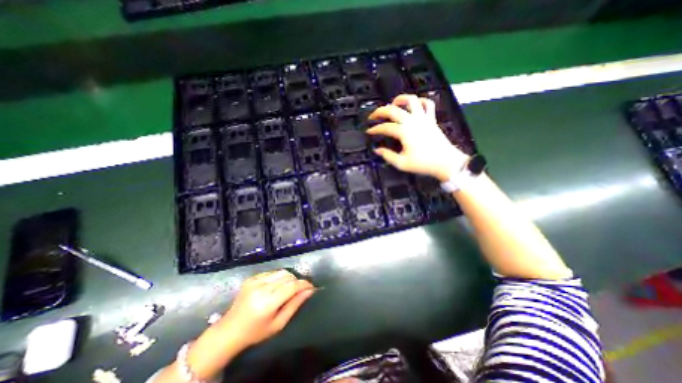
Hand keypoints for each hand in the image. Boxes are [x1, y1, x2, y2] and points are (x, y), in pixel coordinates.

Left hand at [214, 270, 314, 349]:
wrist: (229, 330)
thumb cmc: (256, 332)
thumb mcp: (279, 324)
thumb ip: (295, 305)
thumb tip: (310, 291)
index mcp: (267, 303)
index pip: (292, 286)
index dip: (304, 284)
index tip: (312, 286)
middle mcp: (261, 288)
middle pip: (287, 276)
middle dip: (297, 281)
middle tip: (301, 289)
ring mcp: (255, 281)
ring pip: (281, 272)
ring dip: (289, 278)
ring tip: (289, 288)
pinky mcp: (251, 278)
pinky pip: (272, 272)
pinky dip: (278, 277)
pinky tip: (276, 287)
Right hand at [369, 93, 469, 181]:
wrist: (446, 162)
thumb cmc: (423, 164)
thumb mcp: (402, 163)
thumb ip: (387, 156)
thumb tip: (377, 150)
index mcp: (404, 132)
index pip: (385, 127)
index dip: (375, 129)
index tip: (368, 131)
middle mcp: (412, 121)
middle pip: (393, 110)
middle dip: (380, 111)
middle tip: (373, 116)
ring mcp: (423, 118)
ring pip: (411, 100)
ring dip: (400, 99)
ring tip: (393, 103)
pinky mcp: (431, 119)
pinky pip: (427, 104)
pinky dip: (420, 101)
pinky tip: (414, 105)